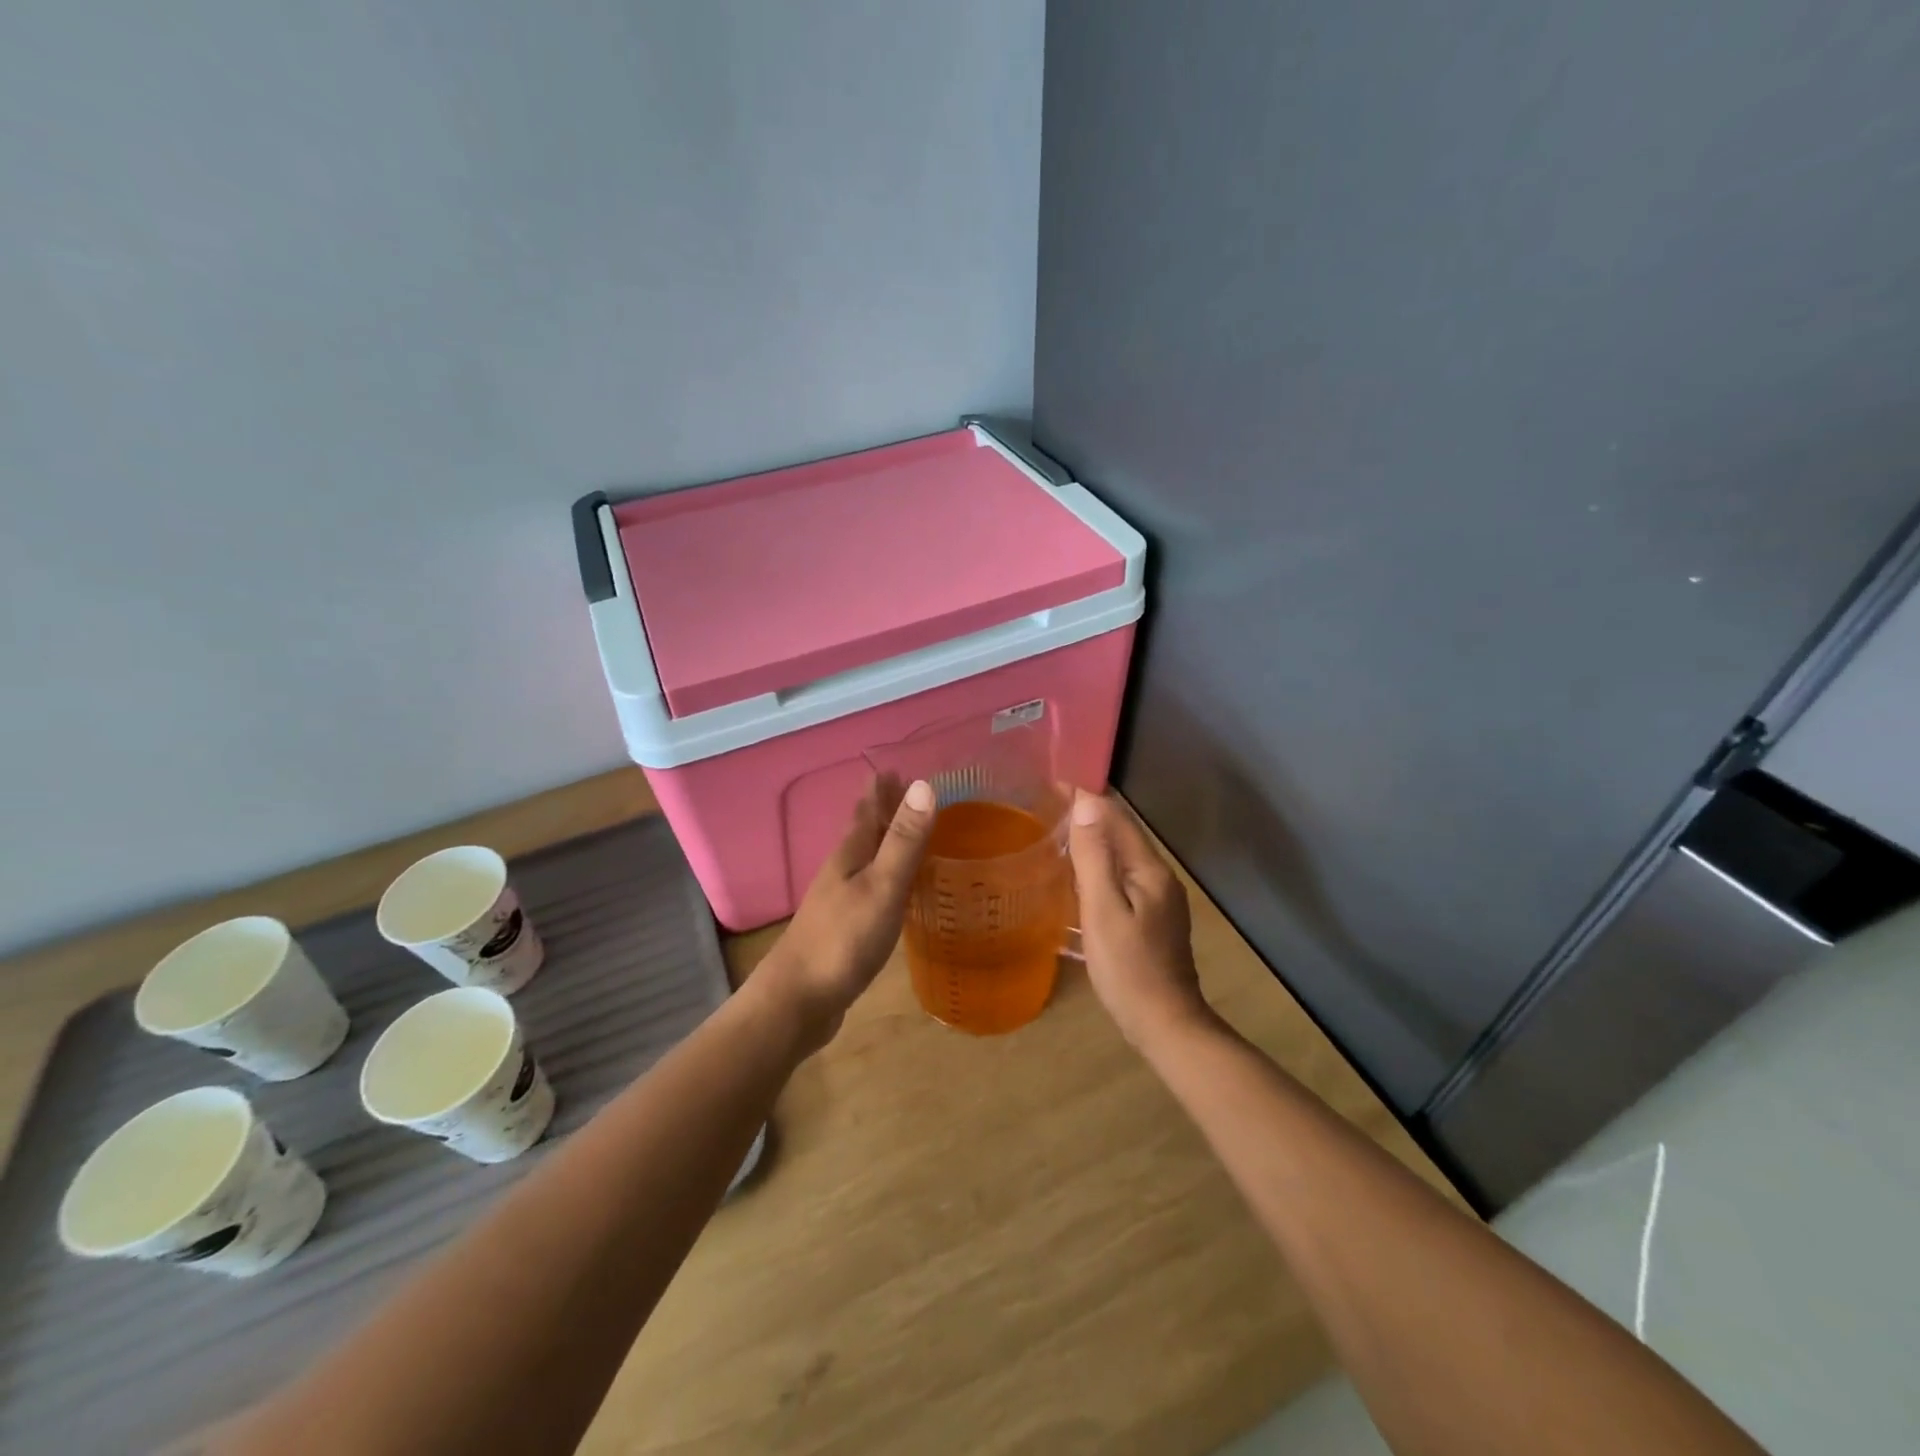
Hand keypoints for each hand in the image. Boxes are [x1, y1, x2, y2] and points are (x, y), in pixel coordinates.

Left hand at [757, 776, 935, 1054]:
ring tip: (912, 833)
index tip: (900, 766)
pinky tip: (898, 889)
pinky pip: (872, 888)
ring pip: (868, 859)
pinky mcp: (846, 928)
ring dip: (887, 841)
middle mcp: (843, 870)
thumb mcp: (882, 886)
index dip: (882, 788)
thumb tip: (924, 784)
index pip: (868, 809)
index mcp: (850, 854)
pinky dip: (889, 877)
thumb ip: (903, 840)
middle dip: (885, 809)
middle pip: (865, 830)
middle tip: (911, 792)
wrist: (797, 1001)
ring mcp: (841, 900)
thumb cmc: (842, 939)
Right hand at [1067, 790, 1209, 1049]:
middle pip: (1122, 833)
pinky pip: (1121, 877)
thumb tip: (1086, 804)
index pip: (1117, 817)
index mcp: (1149, 870)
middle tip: (1049, 802)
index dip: (1087, 796)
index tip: (1055, 779)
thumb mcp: (1103, 910)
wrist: (1165, 1023)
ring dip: (1093, 839)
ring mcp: (1158, 898)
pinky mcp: (1151, 917)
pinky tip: (1078, 874)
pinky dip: (1098, 865)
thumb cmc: (1129, 968)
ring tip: (1058, 830)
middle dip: (1089, 813)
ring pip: (1121, 855)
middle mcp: (1158, 877)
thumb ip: (1095, 857)